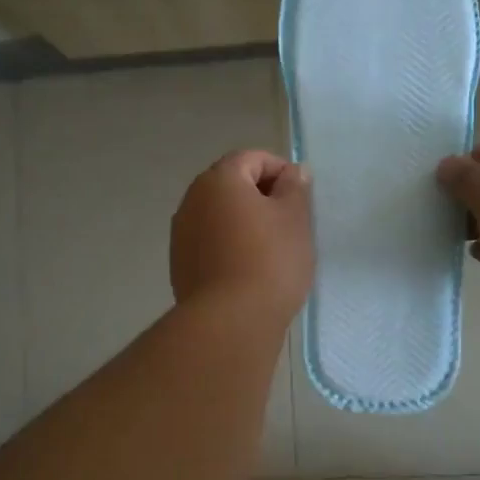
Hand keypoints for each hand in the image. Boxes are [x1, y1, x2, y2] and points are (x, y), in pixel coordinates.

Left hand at [170, 151, 313, 321]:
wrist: (231, 321)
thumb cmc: (270, 261)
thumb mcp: (295, 219)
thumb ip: (295, 188)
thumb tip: (292, 172)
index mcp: (218, 180)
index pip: (251, 159)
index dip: (280, 170)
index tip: (300, 197)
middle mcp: (192, 200)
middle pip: (231, 185)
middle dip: (260, 197)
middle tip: (289, 222)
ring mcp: (181, 234)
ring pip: (219, 216)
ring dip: (243, 222)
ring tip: (271, 249)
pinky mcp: (179, 264)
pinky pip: (210, 242)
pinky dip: (229, 246)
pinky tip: (249, 270)